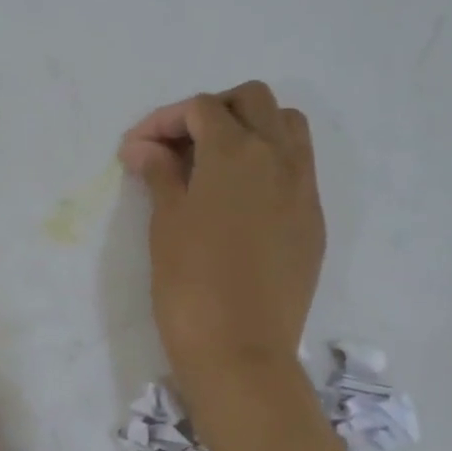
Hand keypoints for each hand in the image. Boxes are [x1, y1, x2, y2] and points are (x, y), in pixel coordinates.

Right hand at [118, 81, 324, 406]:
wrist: (241, 349)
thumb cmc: (190, 283)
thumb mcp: (166, 222)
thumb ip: (160, 174)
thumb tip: (143, 147)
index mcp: (236, 152)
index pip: (202, 108)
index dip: (164, 120)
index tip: (138, 149)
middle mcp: (278, 157)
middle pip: (252, 101)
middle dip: (213, 111)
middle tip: (180, 146)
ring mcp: (304, 188)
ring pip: (287, 127)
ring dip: (251, 129)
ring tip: (217, 163)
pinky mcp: (313, 220)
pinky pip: (298, 169)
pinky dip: (270, 164)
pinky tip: (242, 199)